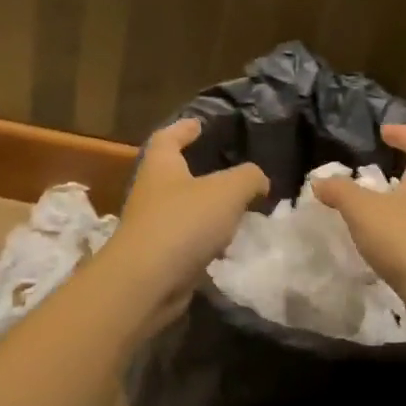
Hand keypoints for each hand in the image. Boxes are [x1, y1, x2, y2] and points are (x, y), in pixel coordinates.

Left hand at [108, 118, 269, 331]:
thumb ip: (249, 178)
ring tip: (237, 209)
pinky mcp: (158, 256)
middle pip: (174, 174)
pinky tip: (227, 244)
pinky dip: (205, 239)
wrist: (147, 281)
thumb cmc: (184, 221)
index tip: (199, 124)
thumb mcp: (228, 191)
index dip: (184, 128)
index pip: (168, 137)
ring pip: (183, 209)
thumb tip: (258, 180)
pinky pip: (186, 240)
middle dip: (199, 171)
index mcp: (160, 165)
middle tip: (229, 170)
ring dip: (206, 209)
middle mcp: (151, 191)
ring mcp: (152, 226)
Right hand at [310, 124, 405, 309]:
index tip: (384, 132)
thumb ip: (340, 192)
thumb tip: (320, 181)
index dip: (405, 134)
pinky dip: (400, 230)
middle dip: (404, 168)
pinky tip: (380, 242)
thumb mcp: (363, 211)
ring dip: (400, 202)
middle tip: (377, 171)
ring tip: (372, 208)